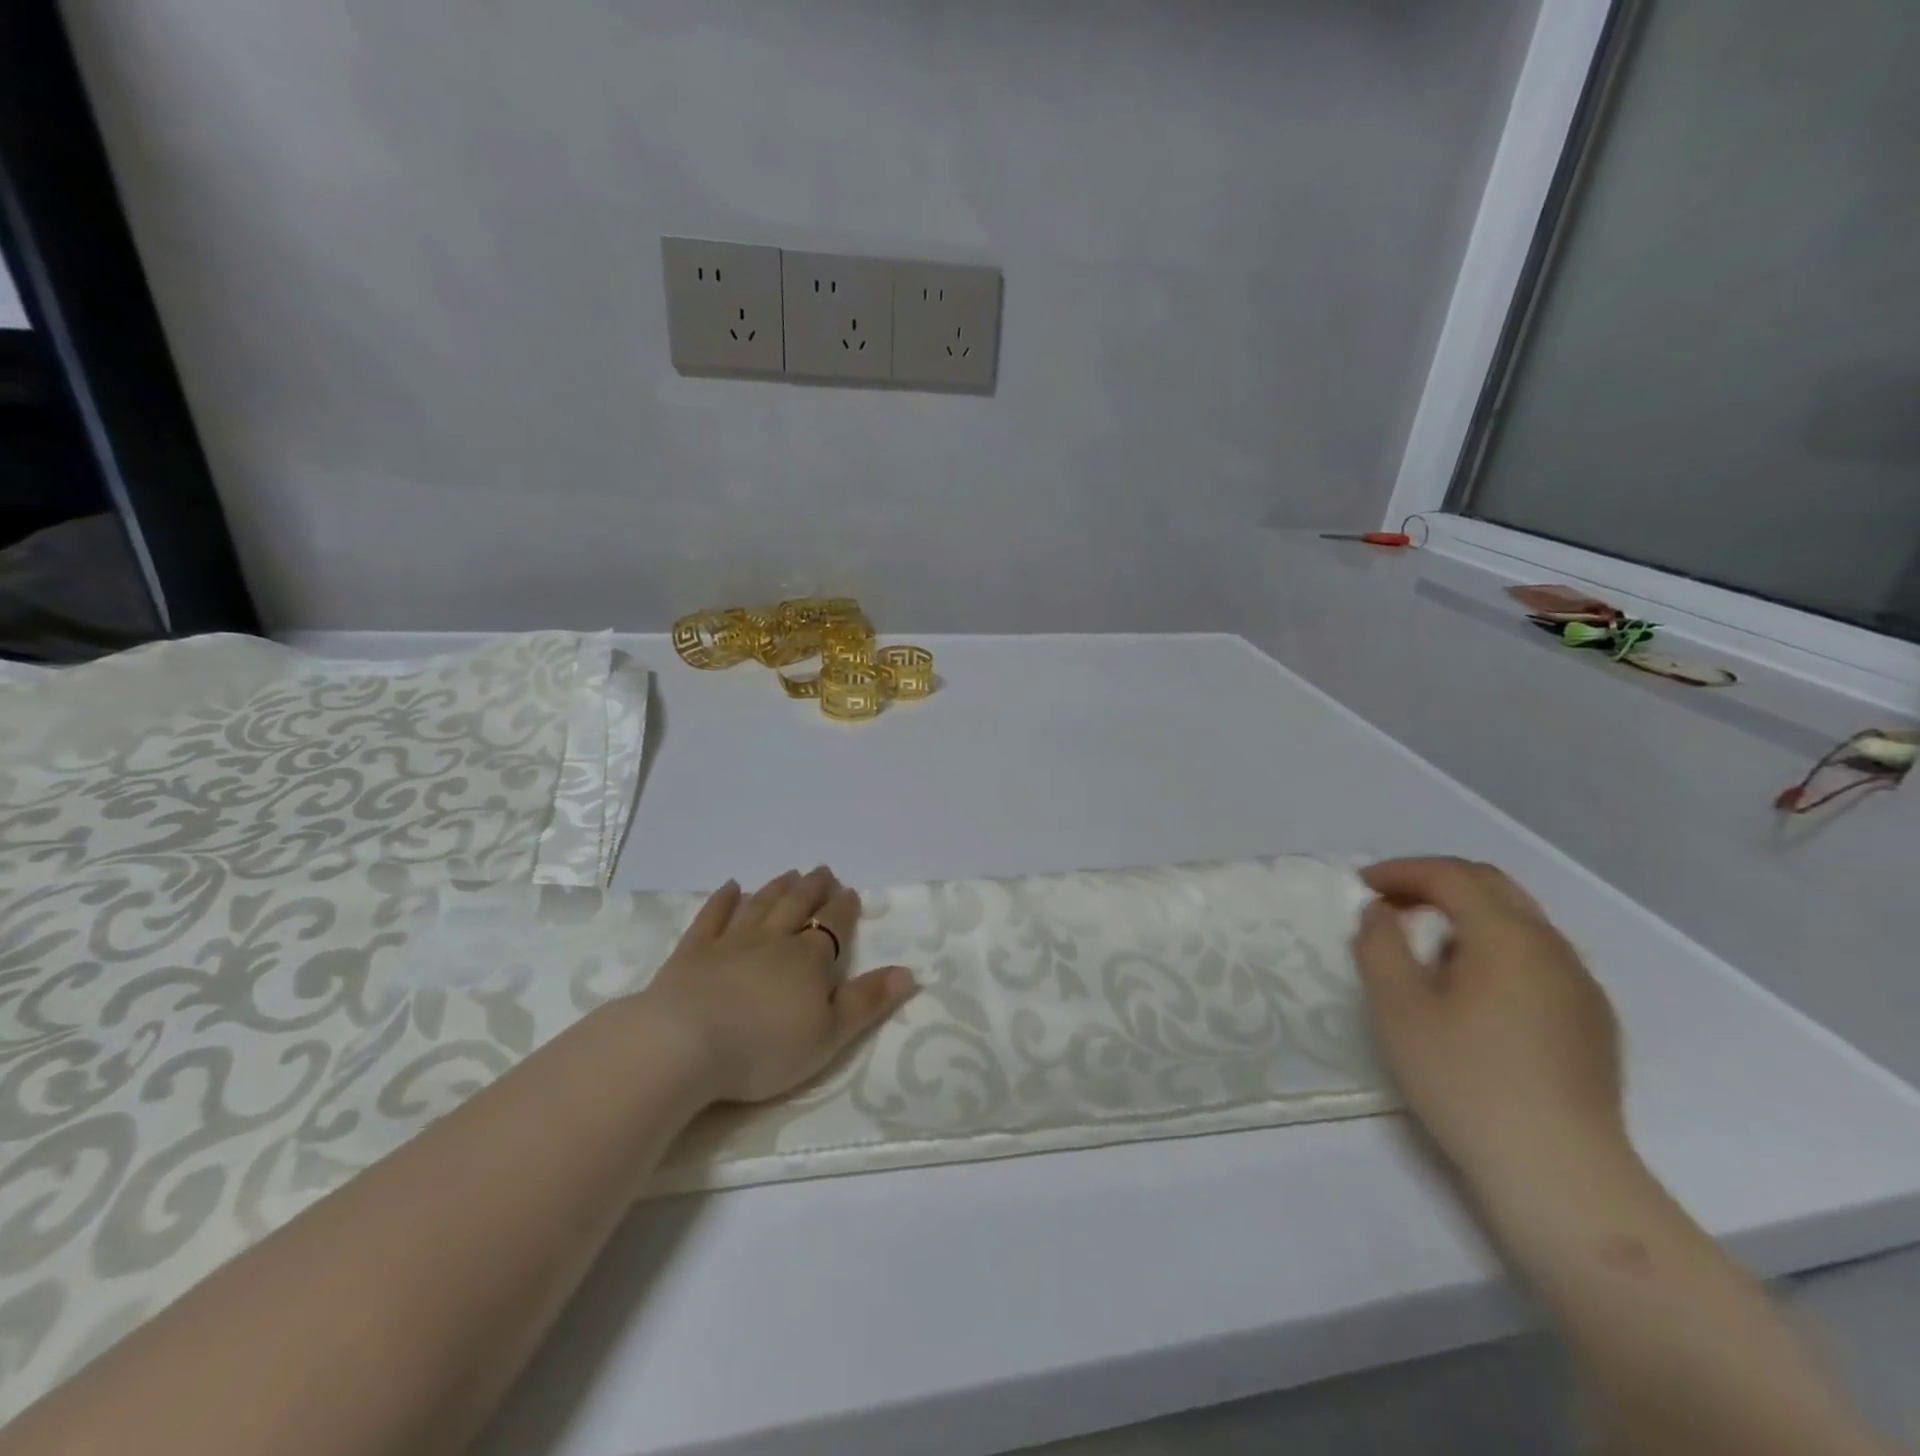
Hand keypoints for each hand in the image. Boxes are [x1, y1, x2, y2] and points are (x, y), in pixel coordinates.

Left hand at [639, 867, 916, 1104]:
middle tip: (822, 871)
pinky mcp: (693, 952)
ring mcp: (730, 942)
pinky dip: (723, 900)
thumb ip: (868, 1002)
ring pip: (760, 905)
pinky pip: (712, 917)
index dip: (844, 909)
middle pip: (798, 906)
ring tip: (790, 873)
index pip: (834, 925)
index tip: (850, 892)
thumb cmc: (765, 1048)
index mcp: (809, 960)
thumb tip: (909, 972)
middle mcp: (773, 940)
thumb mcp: (829, 1035)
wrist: (685, 1045)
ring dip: (777, 888)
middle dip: (813, 889)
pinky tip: (731, 887)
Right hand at [1352, 857, 1625, 1188]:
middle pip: (1492, 887)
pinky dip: (1494, 947)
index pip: (1452, 875)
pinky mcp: (1592, 1021)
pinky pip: (1537, 958)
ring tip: (1424, 946)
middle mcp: (1553, 948)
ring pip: (1519, 921)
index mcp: (1508, 937)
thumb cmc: (1464, 1080)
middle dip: (1435, 882)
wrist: (1557, 1173)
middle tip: (1390, 902)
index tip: (1362, 885)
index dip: (1402, 870)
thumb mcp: (1397, 1008)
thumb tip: (1381, 913)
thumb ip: (1380, 945)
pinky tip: (1472, 990)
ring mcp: (1580, 986)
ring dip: (1466, 915)